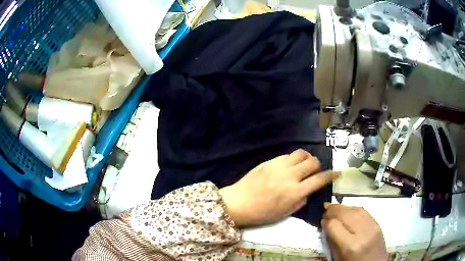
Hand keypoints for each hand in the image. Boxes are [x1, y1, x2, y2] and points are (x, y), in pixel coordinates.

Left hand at [219, 149, 339, 226]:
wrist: (238, 203)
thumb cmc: (262, 213)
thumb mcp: (286, 213)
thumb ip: (302, 200)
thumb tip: (309, 190)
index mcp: (295, 191)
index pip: (320, 179)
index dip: (331, 175)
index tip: (337, 172)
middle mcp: (290, 175)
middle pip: (313, 162)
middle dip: (317, 166)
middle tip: (314, 172)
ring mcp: (279, 166)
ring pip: (301, 153)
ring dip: (306, 158)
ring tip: (303, 166)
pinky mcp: (269, 161)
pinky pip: (287, 155)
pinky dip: (293, 159)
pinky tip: (288, 166)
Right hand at [322, 204, 387, 260]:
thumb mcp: (338, 258)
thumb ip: (333, 241)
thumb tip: (326, 225)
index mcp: (350, 245)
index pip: (334, 225)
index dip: (325, 221)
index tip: (321, 220)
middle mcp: (362, 232)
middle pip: (346, 213)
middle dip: (333, 209)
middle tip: (325, 208)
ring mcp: (372, 226)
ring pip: (355, 209)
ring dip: (343, 207)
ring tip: (335, 207)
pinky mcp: (378, 223)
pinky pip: (364, 211)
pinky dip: (353, 209)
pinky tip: (348, 211)